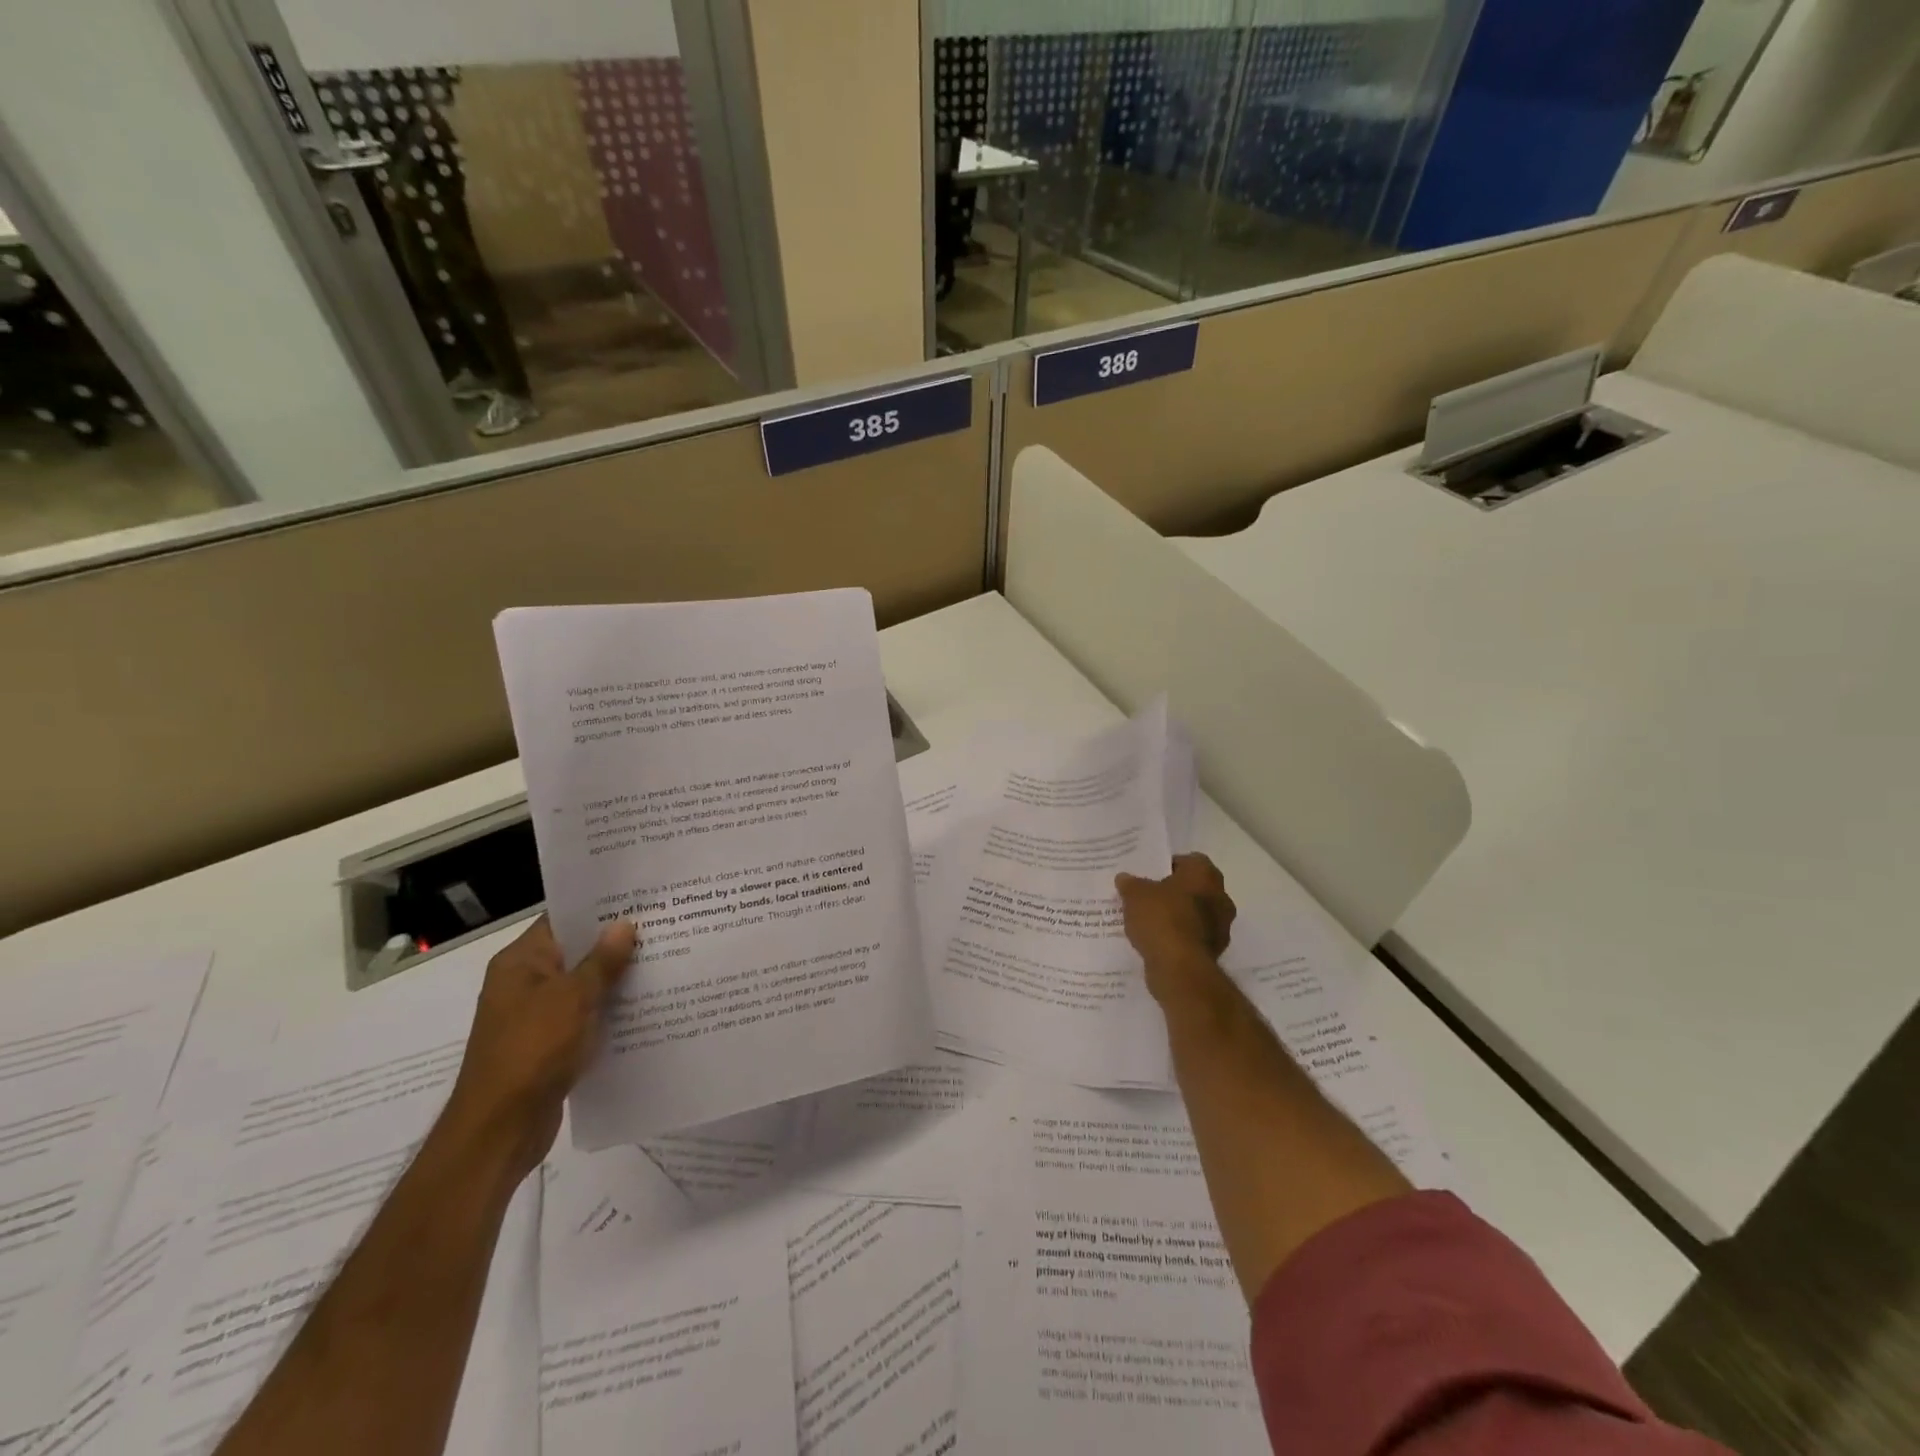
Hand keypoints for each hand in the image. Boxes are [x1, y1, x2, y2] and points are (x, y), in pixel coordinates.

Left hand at [444, 915, 636, 1180]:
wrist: (500, 1129)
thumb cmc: (532, 1050)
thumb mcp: (573, 998)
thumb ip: (602, 961)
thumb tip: (624, 924)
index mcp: (520, 962)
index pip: (562, 919)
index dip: (599, 908)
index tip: (640, 899)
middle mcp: (524, 983)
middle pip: (575, 951)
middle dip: (615, 943)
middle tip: (662, 927)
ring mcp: (535, 1016)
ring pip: (582, 986)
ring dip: (615, 979)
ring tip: (663, 962)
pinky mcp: (548, 1044)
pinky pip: (584, 1016)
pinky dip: (608, 1010)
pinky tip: (645, 1007)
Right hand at [1116, 854, 1235, 1005]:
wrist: (1180, 969)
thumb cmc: (1162, 919)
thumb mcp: (1135, 895)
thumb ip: (1130, 884)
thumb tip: (1124, 878)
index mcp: (1205, 874)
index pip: (1189, 860)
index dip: (1168, 866)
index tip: (1149, 876)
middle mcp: (1220, 897)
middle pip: (1193, 888)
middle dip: (1172, 893)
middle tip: (1147, 897)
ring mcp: (1221, 927)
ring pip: (1194, 914)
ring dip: (1176, 917)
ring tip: (1147, 921)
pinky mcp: (1214, 951)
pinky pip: (1192, 937)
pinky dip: (1177, 938)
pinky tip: (1155, 942)